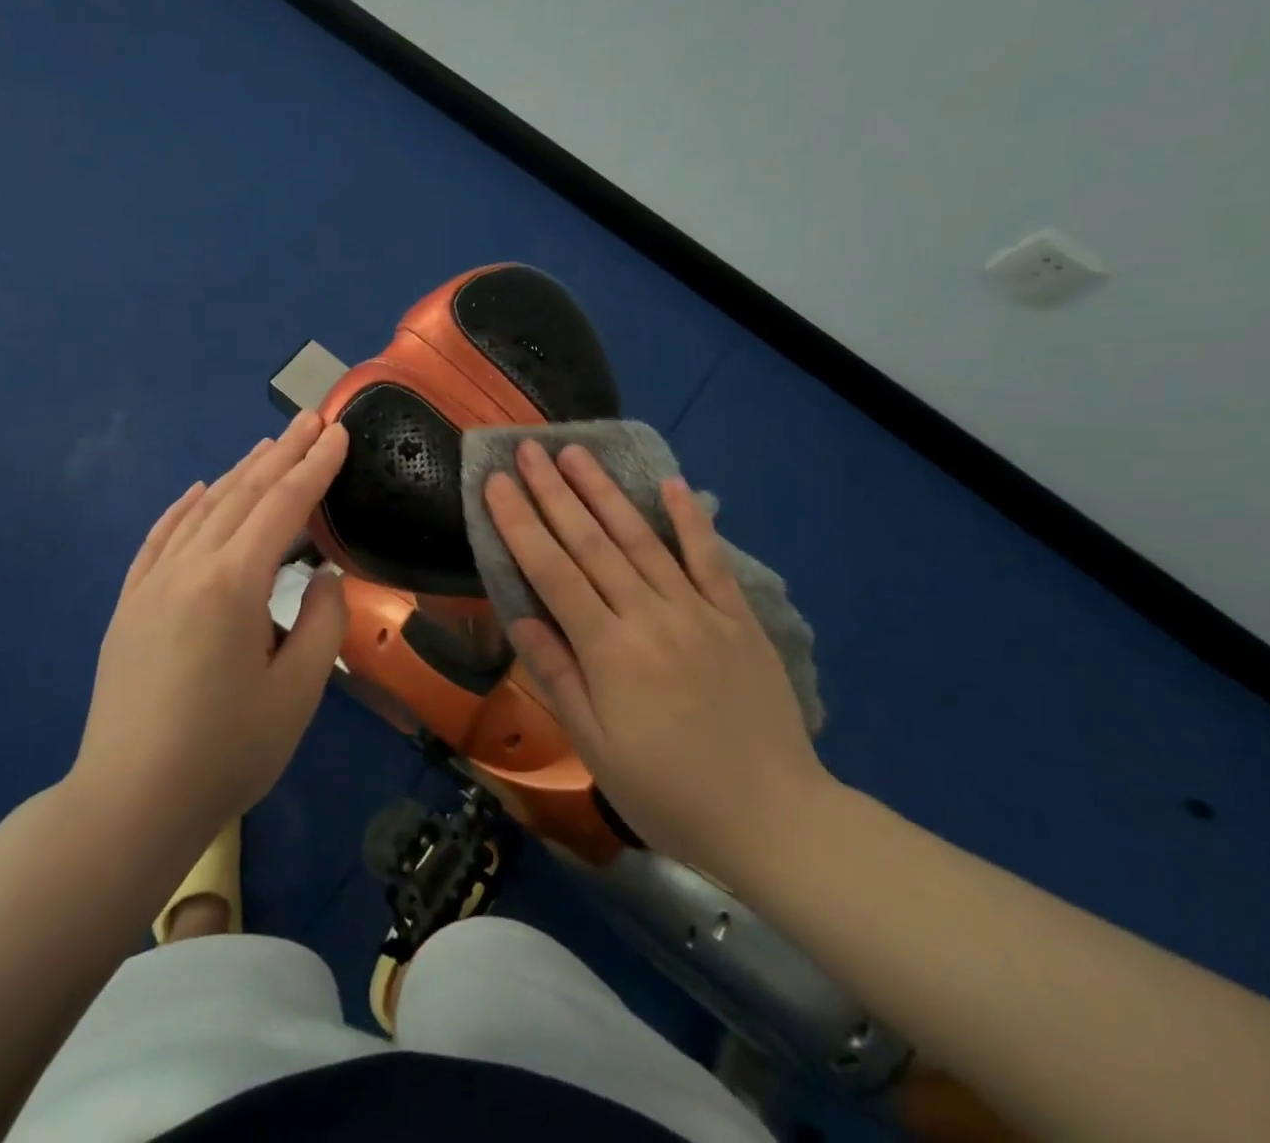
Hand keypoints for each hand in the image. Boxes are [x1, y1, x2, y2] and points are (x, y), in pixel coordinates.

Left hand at [73, 412, 350, 846]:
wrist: (129, 802)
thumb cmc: (226, 751)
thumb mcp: (297, 692)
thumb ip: (321, 622)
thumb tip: (320, 576)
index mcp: (233, 583)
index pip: (283, 506)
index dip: (316, 467)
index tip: (339, 433)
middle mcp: (188, 567)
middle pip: (242, 494)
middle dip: (283, 453)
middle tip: (312, 419)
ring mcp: (151, 583)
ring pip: (201, 509)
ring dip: (238, 473)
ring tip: (268, 445)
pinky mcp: (130, 604)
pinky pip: (159, 538)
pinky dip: (183, 507)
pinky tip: (197, 491)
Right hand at [485, 440, 832, 881]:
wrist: (774, 820)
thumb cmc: (668, 792)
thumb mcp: (595, 747)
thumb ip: (556, 675)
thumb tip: (519, 618)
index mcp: (608, 649)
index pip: (551, 571)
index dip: (519, 523)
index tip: (495, 484)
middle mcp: (649, 615)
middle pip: (591, 541)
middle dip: (553, 491)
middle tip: (529, 448)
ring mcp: (697, 610)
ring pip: (641, 538)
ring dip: (604, 491)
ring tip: (576, 452)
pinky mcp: (737, 617)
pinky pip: (709, 559)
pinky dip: (690, 519)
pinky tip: (671, 484)